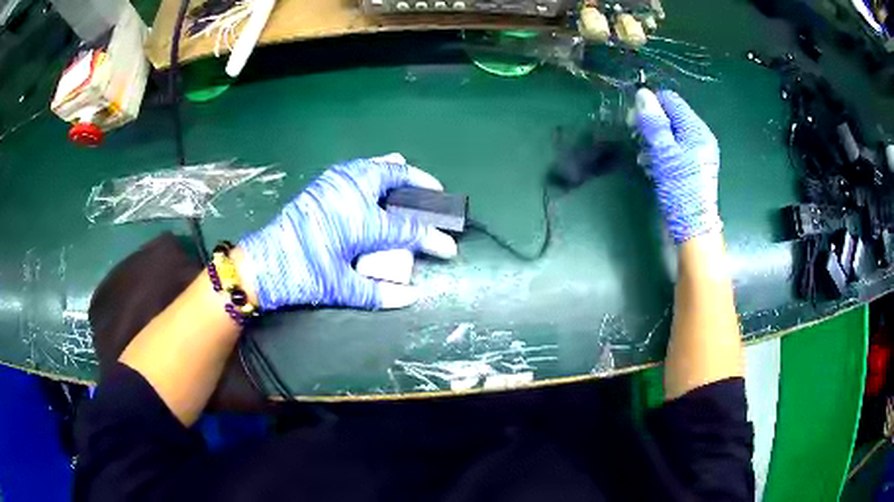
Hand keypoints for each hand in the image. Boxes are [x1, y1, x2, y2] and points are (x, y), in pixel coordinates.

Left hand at [238, 155, 456, 310]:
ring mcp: (336, 183)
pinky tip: (379, 173)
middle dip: (422, 185)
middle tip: (438, 195)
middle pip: (396, 179)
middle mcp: (352, 194)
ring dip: (399, 171)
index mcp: (360, 221)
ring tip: (413, 179)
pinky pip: (358, 166)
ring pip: (376, 166)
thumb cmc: (302, 276)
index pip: (408, 228)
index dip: (433, 238)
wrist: (263, 263)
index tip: (449, 247)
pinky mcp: (323, 183)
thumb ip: (378, 292)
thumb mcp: (340, 288)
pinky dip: (376, 167)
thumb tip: (412, 296)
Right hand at [635, 89, 721, 243]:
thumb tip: (643, 93)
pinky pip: (673, 149)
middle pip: (670, 116)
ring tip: (643, 157)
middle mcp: (699, 137)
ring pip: (670, 133)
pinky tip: (651, 166)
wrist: (693, 230)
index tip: (634, 120)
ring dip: (653, 140)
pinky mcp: (692, 167)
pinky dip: (660, 153)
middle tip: (636, 139)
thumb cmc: (681, 190)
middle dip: (650, 124)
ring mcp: (697, 153)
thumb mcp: (664, 154)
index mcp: (697, 130)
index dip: (650, 105)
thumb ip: (654, 122)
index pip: (671, 100)